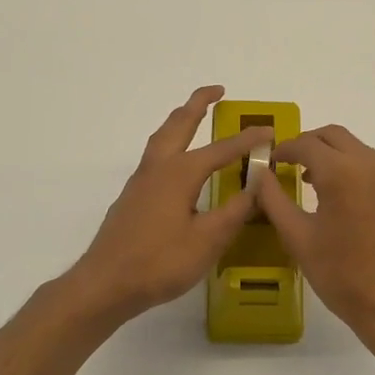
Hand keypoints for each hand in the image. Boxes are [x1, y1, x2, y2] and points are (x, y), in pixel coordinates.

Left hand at [68, 86, 273, 325]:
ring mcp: (140, 182)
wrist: (105, 284)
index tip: (269, 131)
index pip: (221, 149)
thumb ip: (234, 211)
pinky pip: (155, 156)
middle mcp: (158, 168)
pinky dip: (170, 143)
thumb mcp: (207, 240)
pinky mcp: (132, 198)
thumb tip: (257, 185)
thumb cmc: (159, 262)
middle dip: (198, 104)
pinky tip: (176, 161)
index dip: (247, 140)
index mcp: (180, 174)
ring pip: (162, 138)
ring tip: (194, 114)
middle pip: (179, 125)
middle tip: (217, 90)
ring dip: (180, 120)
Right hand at [253, 124, 374, 356]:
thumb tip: (261, 175)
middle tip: (297, 166)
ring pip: (365, 154)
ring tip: (328, 192)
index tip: (274, 161)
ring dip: (343, 163)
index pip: (306, 144)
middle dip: (313, 146)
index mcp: (342, 172)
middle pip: (338, 137)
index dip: (285, 149)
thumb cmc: (342, 276)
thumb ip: (274, 199)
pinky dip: (370, 181)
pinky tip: (363, 210)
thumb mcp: (298, 238)